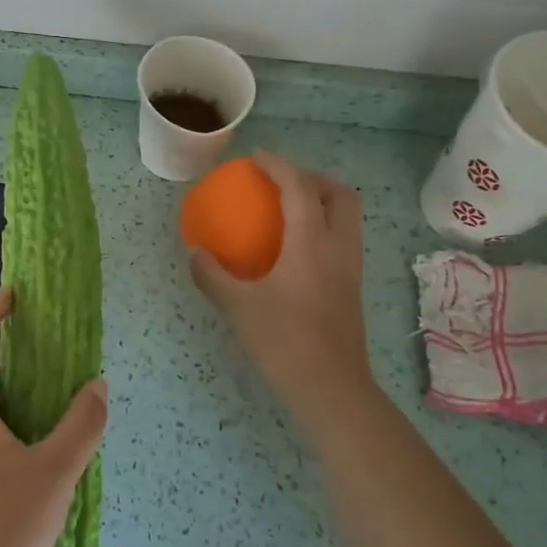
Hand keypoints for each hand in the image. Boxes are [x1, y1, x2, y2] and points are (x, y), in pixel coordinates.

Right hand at [190, 151, 373, 414]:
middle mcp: (339, 248)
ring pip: (347, 218)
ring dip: (322, 202)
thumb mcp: (238, 306)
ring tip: (289, 210)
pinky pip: (342, 240)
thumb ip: (212, 275)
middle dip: (313, 178)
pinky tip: (295, 249)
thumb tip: (195, 253)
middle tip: (282, 183)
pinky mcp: (351, 288)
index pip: (299, 188)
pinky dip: (322, 228)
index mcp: (312, 243)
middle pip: (340, 195)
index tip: (256, 158)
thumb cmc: (284, 341)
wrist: (330, 387)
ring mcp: (350, 269)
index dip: (279, 166)